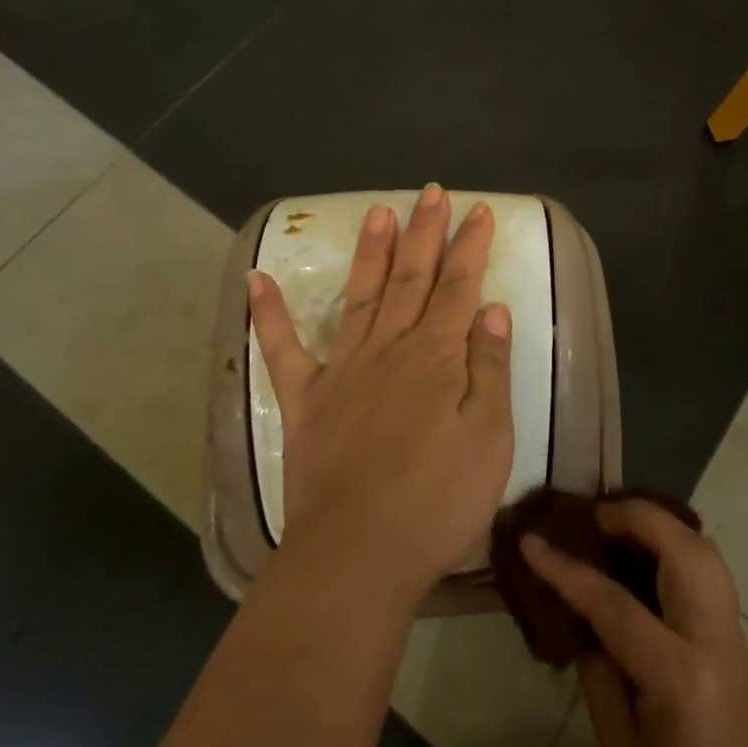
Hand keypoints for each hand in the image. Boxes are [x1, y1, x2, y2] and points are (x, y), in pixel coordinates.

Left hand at [250, 184, 514, 604]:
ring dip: (370, 251)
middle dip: (424, 231)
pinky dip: (268, 313)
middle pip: (411, 277)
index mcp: (436, 355)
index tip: (477, 209)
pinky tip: (255, 279)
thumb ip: (490, 368)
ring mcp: (342, 370)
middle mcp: (388, 348)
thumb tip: (492, 309)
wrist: (358, 555)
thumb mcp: (490, 437)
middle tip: (430, 191)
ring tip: (377, 209)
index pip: (459, 285)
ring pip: (360, 296)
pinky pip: (283, 349)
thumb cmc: (437, 499)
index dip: (470, 245)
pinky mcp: (305, 400)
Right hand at [522, 500, 747, 746]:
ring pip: (704, 547)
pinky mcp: (739, 634)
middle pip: (680, 549)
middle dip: (635, 516)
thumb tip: (582, 614)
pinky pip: (711, 565)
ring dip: (662, 523)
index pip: (613, 602)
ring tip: (620, 521)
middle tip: (593, 514)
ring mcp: (734, 631)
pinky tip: (654, 546)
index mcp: (677, 674)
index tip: (530, 539)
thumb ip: (597, 672)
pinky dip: (680, 542)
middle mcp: (712, 637)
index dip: (566, 568)